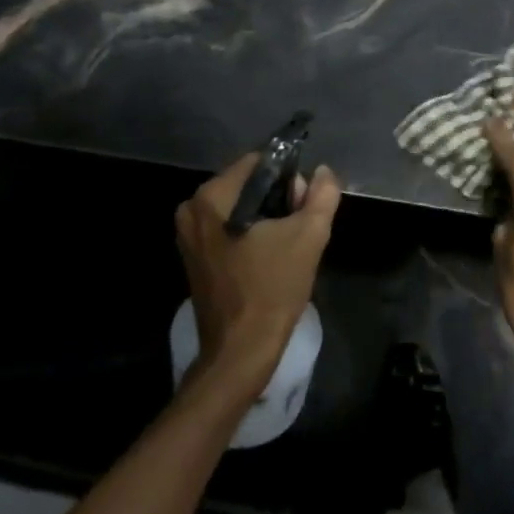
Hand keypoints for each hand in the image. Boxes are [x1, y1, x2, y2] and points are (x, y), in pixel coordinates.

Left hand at [175, 154, 341, 390]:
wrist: (240, 351)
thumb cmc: (272, 289)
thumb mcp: (309, 236)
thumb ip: (322, 195)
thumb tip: (324, 172)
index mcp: (212, 197)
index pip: (258, 162)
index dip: (289, 176)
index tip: (305, 203)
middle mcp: (192, 209)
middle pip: (248, 183)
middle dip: (279, 197)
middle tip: (301, 225)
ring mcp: (189, 234)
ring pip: (240, 206)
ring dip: (268, 216)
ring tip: (289, 243)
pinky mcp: (194, 256)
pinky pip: (229, 227)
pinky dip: (252, 232)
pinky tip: (271, 254)